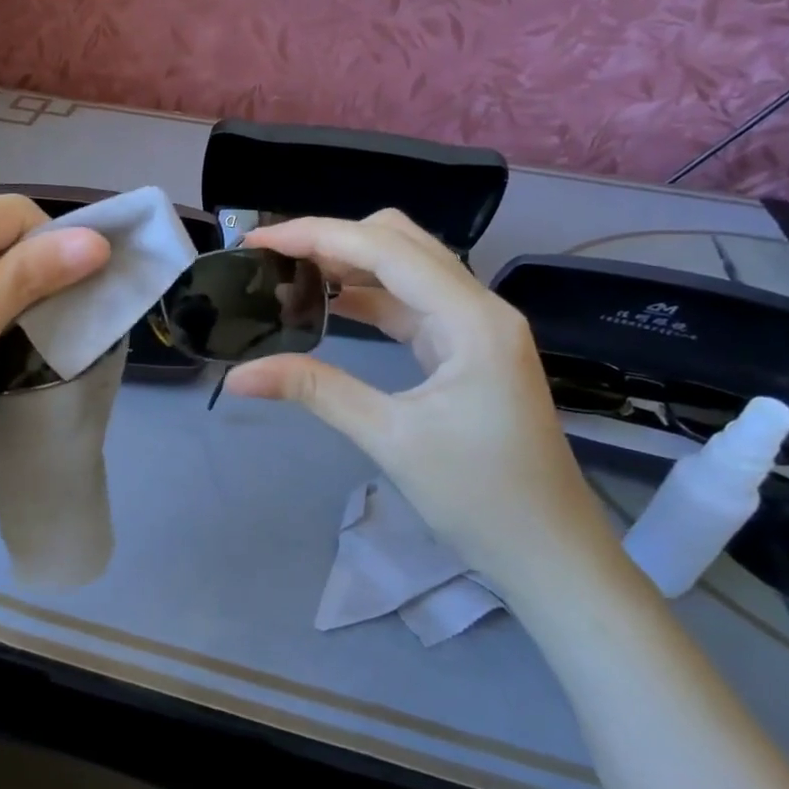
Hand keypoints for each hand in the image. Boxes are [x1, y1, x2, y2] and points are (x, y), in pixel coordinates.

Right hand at [225, 211, 614, 604]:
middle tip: (272, 257)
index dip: (317, 235)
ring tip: (288, 275)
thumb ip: (315, 391)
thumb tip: (237, 375)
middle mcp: (478, 307)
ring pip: (404, 269)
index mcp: (472, 318)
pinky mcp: (465, 349)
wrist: (551, 553)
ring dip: (348, 265)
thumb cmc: (481, 498)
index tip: (257, 239)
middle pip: (400, 242)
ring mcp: (475, 327)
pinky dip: (366, 297)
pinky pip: (409, 304)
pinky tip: (327, 305)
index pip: (385, 250)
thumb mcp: (391, 439)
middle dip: (333, 239)